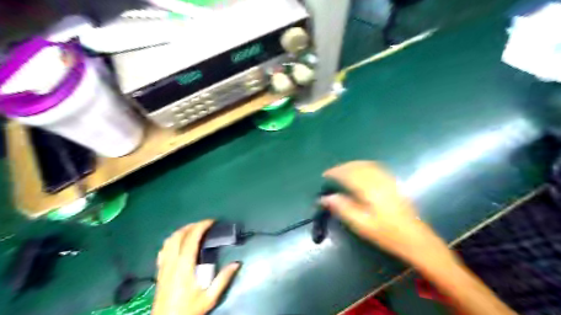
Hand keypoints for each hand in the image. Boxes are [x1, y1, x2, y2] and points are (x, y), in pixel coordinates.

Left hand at [153, 220, 240, 313]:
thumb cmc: (188, 310)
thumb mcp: (209, 298)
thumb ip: (223, 279)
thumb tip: (237, 263)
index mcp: (184, 267)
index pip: (191, 239)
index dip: (201, 226)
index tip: (212, 222)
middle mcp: (172, 262)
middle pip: (178, 235)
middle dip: (192, 226)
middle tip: (205, 225)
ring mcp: (163, 266)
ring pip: (169, 240)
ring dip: (182, 231)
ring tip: (194, 230)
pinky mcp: (160, 271)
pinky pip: (163, 249)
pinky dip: (172, 240)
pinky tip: (179, 243)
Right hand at [320, 161, 449, 266]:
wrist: (415, 238)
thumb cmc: (386, 234)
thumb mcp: (361, 224)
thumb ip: (343, 208)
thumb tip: (325, 198)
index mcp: (369, 190)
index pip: (349, 174)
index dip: (335, 172)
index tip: (325, 175)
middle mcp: (379, 180)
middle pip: (358, 166)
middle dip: (343, 167)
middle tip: (332, 173)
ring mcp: (388, 180)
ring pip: (367, 165)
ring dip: (353, 165)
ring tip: (343, 170)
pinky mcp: (394, 183)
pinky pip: (376, 167)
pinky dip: (364, 166)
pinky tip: (361, 172)